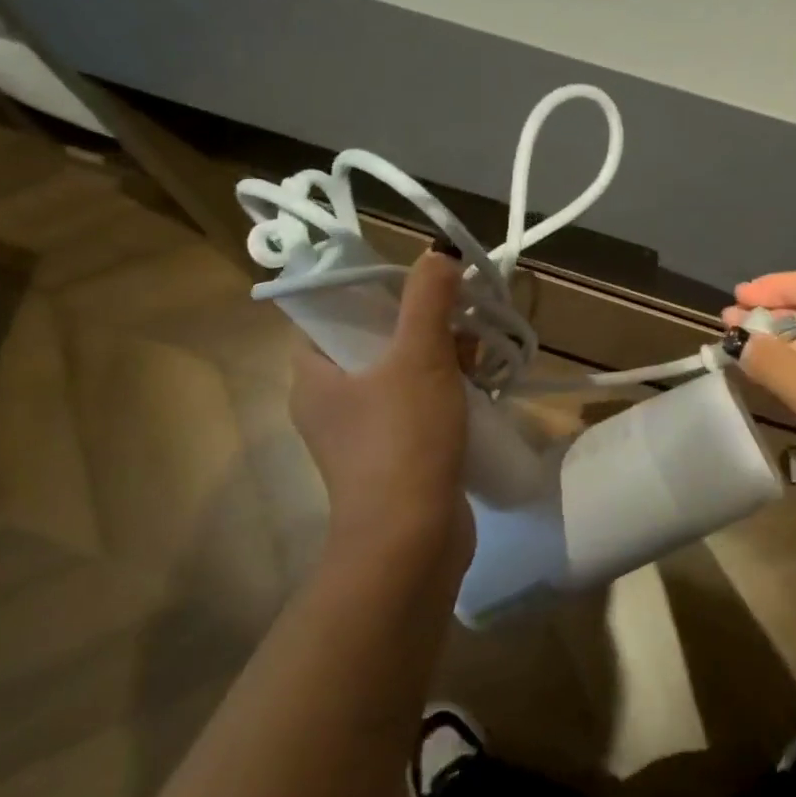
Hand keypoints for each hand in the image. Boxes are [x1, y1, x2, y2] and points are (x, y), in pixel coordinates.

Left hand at [290, 252, 472, 577]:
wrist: (412, 543)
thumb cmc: (403, 440)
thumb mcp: (419, 357)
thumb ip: (427, 299)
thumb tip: (438, 253)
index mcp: (314, 374)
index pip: (327, 311)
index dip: (367, 289)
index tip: (413, 284)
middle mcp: (330, 400)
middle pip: (373, 338)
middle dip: (422, 323)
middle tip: (459, 319)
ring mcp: (362, 432)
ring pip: (401, 372)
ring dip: (441, 356)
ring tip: (480, 354)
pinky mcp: (394, 455)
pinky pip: (417, 405)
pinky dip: (446, 391)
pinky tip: (481, 387)